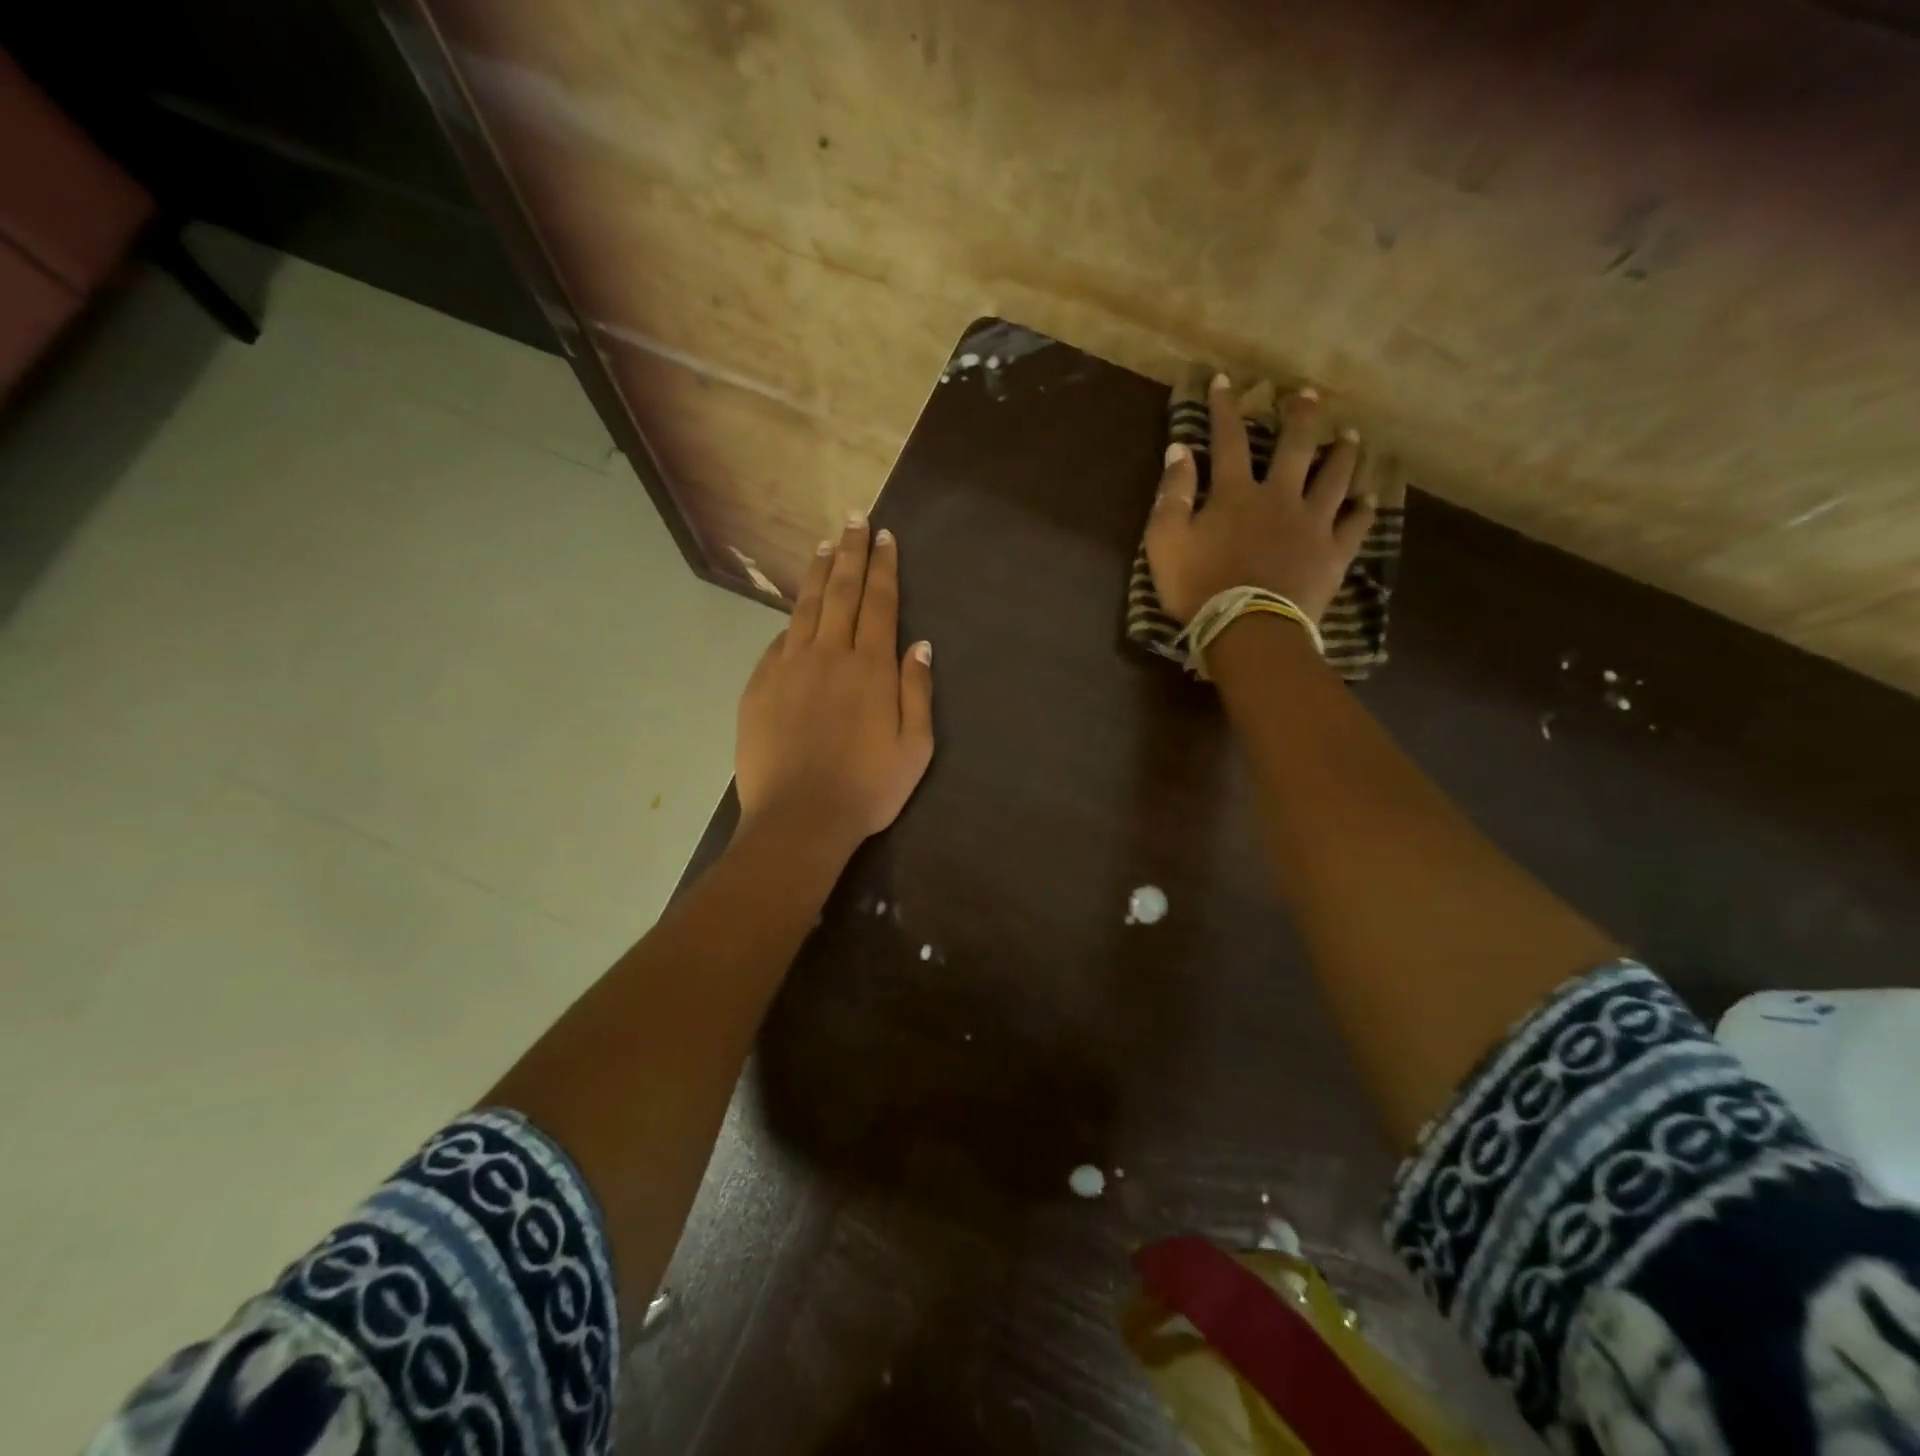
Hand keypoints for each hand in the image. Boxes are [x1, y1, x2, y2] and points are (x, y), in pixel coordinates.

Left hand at [734, 514, 934, 854]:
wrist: (799, 818)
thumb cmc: (867, 789)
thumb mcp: (915, 749)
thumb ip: (917, 692)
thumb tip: (919, 644)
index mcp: (870, 669)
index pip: (879, 604)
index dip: (883, 567)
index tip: (884, 537)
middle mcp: (829, 656)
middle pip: (841, 593)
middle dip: (850, 553)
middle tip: (854, 520)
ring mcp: (789, 668)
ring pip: (805, 608)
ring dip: (817, 573)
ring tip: (824, 545)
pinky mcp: (760, 686)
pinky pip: (779, 642)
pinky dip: (791, 620)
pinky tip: (795, 612)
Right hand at [1144, 376, 1375, 624]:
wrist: (1246, 630)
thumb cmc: (1198, 587)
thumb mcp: (1166, 541)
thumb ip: (1173, 494)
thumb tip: (1179, 449)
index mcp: (1235, 494)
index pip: (1227, 440)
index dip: (1224, 409)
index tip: (1224, 380)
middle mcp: (1279, 497)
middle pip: (1294, 448)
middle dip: (1299, 417)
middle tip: (1308, 394)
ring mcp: (1312, 524)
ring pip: (1334, 478)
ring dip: (1342, 454)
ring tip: (1350, 436)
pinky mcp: (1333, 554)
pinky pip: (1355, 526)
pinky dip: (1362, 511)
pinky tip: (1369, 500)